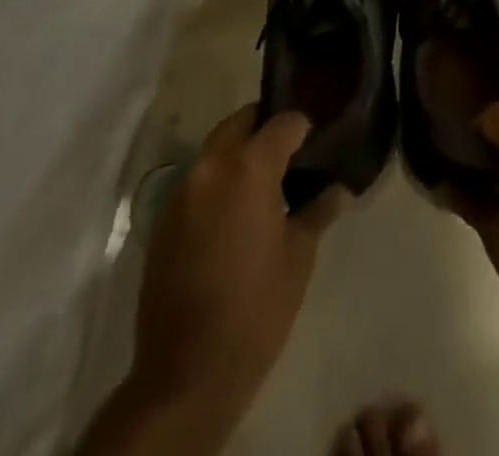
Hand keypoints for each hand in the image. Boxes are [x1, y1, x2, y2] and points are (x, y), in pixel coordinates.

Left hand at [113, 105, 345, 452]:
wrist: (185, 375)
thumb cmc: (255, 310)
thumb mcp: (299, 258)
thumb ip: (317, 211)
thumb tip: (336, 189)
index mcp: (248, 168)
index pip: (283, 123)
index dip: (304, 127)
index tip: (318, 141)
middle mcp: (210, 168)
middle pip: (240, 123)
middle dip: (265, 127)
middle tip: (290, 151)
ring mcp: (181, 193)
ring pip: (215, 151)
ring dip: (238, 155)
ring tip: (264, 183)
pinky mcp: (162, 222)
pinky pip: (196, 183)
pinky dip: (217, 184)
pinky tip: (233, 216)